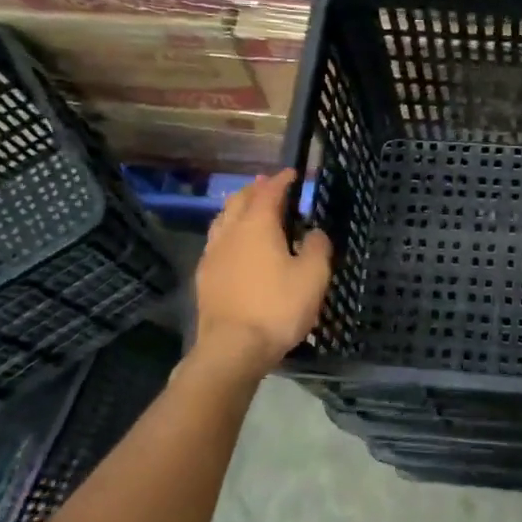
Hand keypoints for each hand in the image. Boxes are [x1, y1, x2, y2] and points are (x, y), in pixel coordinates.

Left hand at [194, 169, 332, 375]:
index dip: (281, 180)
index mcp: (257, 226)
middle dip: (256, 189)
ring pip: (223, 219)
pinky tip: (233, 245)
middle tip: (269, 185)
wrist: (232, 347)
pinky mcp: (205, 277)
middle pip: (240, 200)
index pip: (269, 192)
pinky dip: (228, 232)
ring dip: (237, 208)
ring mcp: (213, 255)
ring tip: (248, 208)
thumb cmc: (277, 307)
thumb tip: (315, 232)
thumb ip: (316, 248)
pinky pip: (216, 242)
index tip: (292, 173)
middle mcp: (231, 232)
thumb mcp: (312, 277)